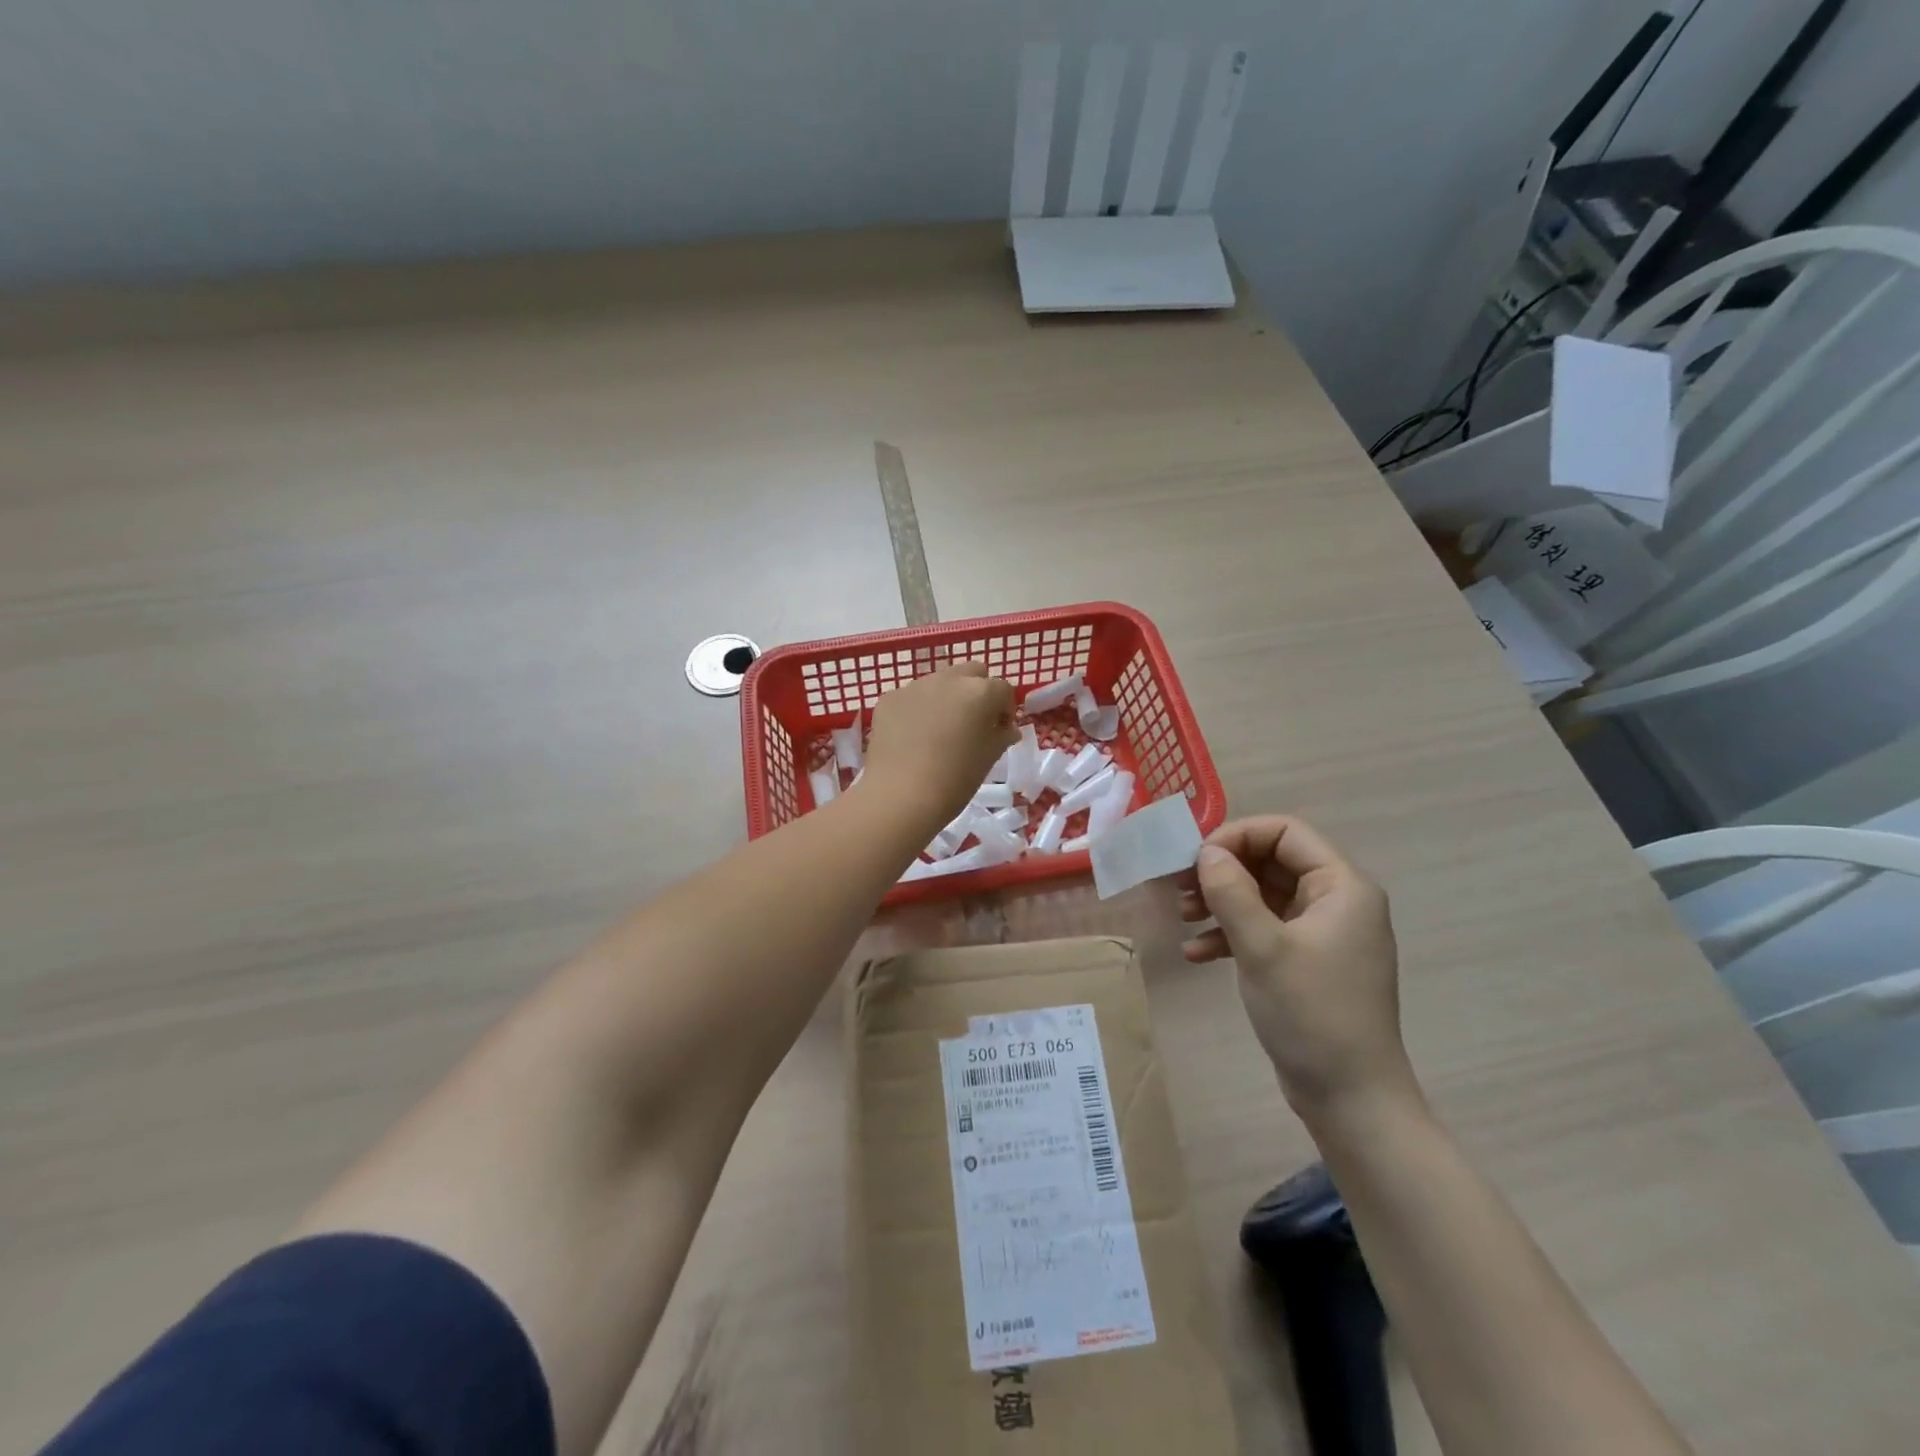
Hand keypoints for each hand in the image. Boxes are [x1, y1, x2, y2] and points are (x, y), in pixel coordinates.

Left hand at [860, 663, 1017, 827]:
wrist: (900, 796)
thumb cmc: (955, 780)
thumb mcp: (989, 759)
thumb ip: (1002, 736)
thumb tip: (1006, 729)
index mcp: (980, 692)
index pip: (1003, 689)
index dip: (1005, 710)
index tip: (1001, 731)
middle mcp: (948, 679)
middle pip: (972, 673)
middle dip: (977, 692)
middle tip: (974, 723)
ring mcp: (915, 686)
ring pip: (939, 682)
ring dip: (946, 698)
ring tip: (940, 731)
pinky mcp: (889, 698)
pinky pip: (911, 697)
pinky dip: (918, 710)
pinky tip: (913, 738)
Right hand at [1178, 816, 1416, 1119]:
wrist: (1350, 1099)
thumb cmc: (1312, 1013)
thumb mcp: (1263, 947)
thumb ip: (1231, 892)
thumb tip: (1206, 852)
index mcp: (1342, 886)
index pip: (1285, 832)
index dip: (1237, 836)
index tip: (1196, 859)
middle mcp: (1336, 901)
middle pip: (1271, 861)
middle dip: (1223, 871)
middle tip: (1180, 886)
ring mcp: (1321, 933)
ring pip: (1262, 894)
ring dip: (1221, 901)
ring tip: (1183, 916)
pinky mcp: (1306, 961)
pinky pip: (1263, 928)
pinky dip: (1230, 934)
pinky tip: (1197, 954)